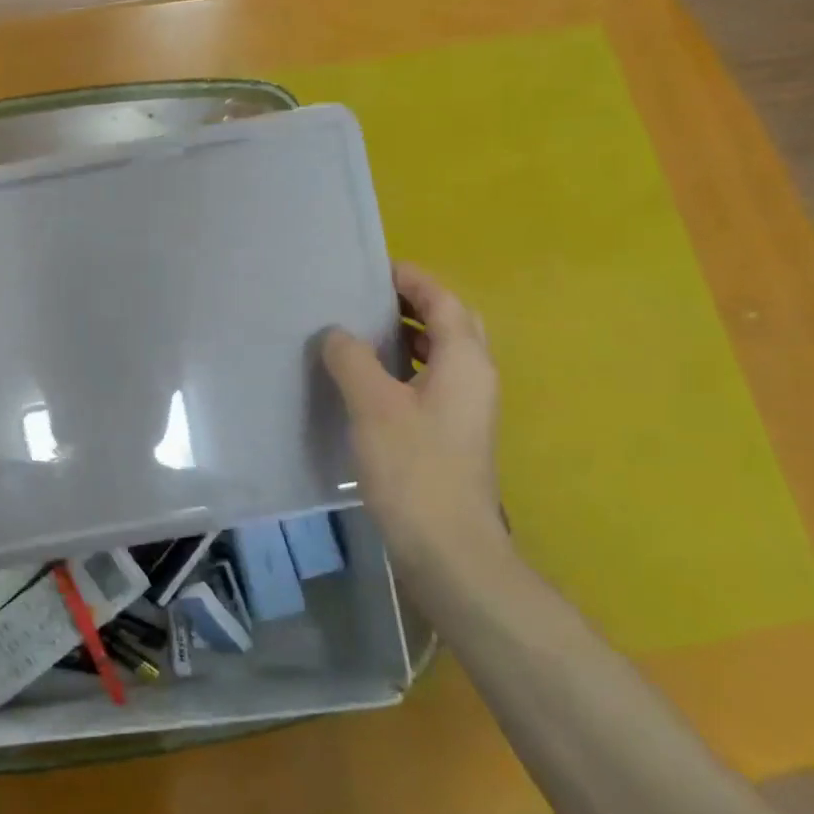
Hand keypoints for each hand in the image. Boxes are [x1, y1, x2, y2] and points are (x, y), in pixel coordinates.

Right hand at [322, 263, 507, 565]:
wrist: (447, 546)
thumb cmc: (413, 467)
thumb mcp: (372, 404)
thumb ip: (352, 359)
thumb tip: (337, 334)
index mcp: (465, 362)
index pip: (444, 302)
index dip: (414, 280)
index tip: (376, 267)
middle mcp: (475, 379)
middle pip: (452, 325)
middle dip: (415, 305)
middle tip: (370, 298)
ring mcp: (466, 410)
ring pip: (441, 356)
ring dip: (408, 337)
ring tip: (362, 333)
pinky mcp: (452, 436)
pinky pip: (430, 383)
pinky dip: (404, 369)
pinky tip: (367, 383)